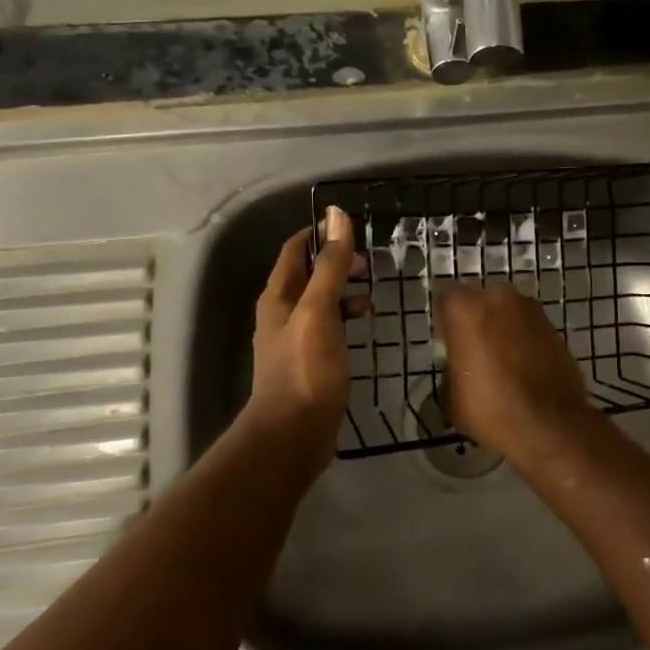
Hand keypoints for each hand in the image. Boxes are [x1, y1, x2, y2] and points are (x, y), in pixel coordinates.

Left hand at [247, 207, 365, 464]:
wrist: (292, 435)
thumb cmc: (305, 370)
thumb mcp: (318, 311)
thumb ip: (329, 266)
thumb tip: (336, 215)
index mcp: (278, 296)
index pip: (296, 249)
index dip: (321, 234)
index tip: (354, 230)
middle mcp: (281, 312)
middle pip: (308, 274)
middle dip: (337, 263)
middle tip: (369, 265)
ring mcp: (294, 339)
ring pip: (319, 301)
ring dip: (343, 291)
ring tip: (371, 295)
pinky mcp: (308, 361)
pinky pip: (326, 326)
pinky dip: (344, 318)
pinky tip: (362, 326)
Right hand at [432, 282, 596, 461]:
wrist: (549, 424)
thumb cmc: (490, 408)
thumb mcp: (452, 396)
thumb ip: (451, 368)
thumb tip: (457, 367)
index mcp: (466, 308)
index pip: (445, 297)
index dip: (445, 320)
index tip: (447, 343)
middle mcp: (499, 297)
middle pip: (480, 301)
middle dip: (476, 319)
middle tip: (474, 350)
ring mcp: (531, 309)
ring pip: (507, 312)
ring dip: (502, 328)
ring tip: (502, 361)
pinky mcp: (554, 326)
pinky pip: (529, 327)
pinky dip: (524, 340)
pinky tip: (523, 367)